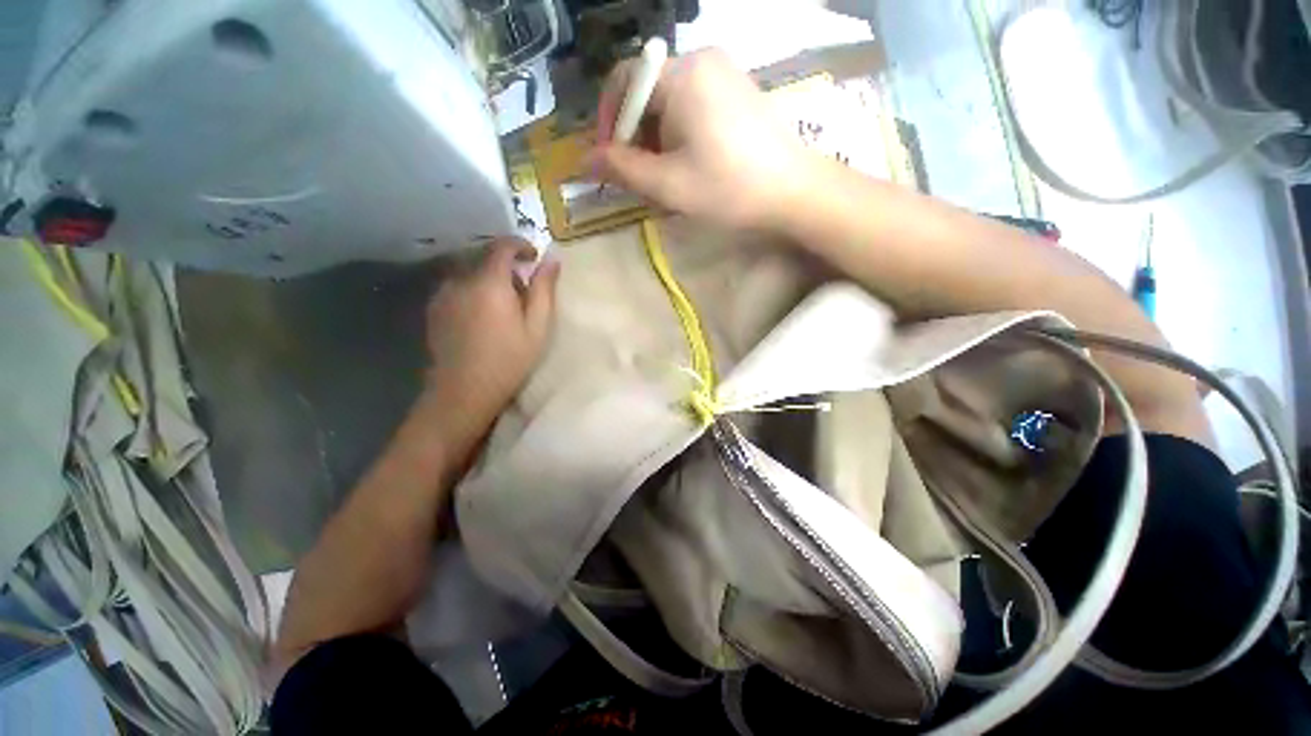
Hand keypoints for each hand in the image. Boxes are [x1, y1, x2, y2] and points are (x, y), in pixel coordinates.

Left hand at [422, 239, 559, 442]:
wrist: (463, 391)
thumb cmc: (509, 360)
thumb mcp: (537, 327)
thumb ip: (544, 290)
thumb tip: (551, 261)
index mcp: (490, 282)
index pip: (503, 246)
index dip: (520, 245)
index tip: (534, 256)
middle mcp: (461, 280)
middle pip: (485, 258)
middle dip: (507, 268)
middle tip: (523, 293)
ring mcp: (443, 294)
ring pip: (470, 273)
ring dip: (489, 280)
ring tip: (502, 308)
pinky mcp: (434, 308)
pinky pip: (458, 287)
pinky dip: (474, 291)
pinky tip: (482, 318)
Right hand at [587, 48, 817, 231]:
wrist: (793, 192)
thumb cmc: (728, 188)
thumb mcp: (668, 184)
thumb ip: (622, 169)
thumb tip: (584, 161)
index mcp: (681, 74)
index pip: (623, 81)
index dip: (608, 122)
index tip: (610, 161)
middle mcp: (701, 60)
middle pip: (647, 94)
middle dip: (637, 138)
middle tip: (642, 180)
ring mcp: (723, 74)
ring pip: (669, 104)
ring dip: (658, 142)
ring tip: (668, 180)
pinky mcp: (737, 91)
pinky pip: (693, 107)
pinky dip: (680, 136)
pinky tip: (691, 166)